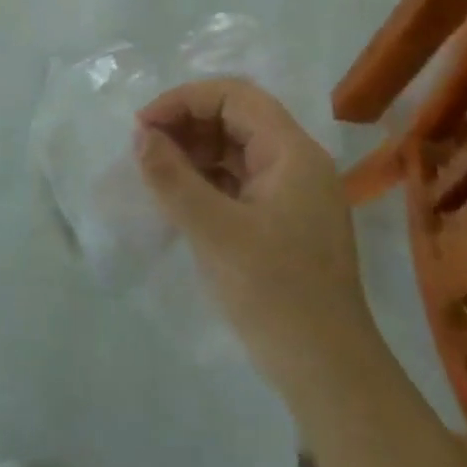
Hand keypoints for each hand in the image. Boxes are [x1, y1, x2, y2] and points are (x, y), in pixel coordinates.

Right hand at [135, 78, 364, 362]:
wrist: (326, 370)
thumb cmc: (274, 292)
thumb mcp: (215, 232)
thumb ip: (173, 178)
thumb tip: (140, 136)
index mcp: (292, 153)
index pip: (235, 96)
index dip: (184, 100)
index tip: (143, 125)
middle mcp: (296, 163)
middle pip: (235, 118)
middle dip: (185, 124)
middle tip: (143, 148)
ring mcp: (290, 193)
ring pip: (234, 149)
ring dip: (191, 151)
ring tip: (154, 171)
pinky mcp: (279, 220)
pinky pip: (236, 180)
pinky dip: (203, 179)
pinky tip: (175, 196)